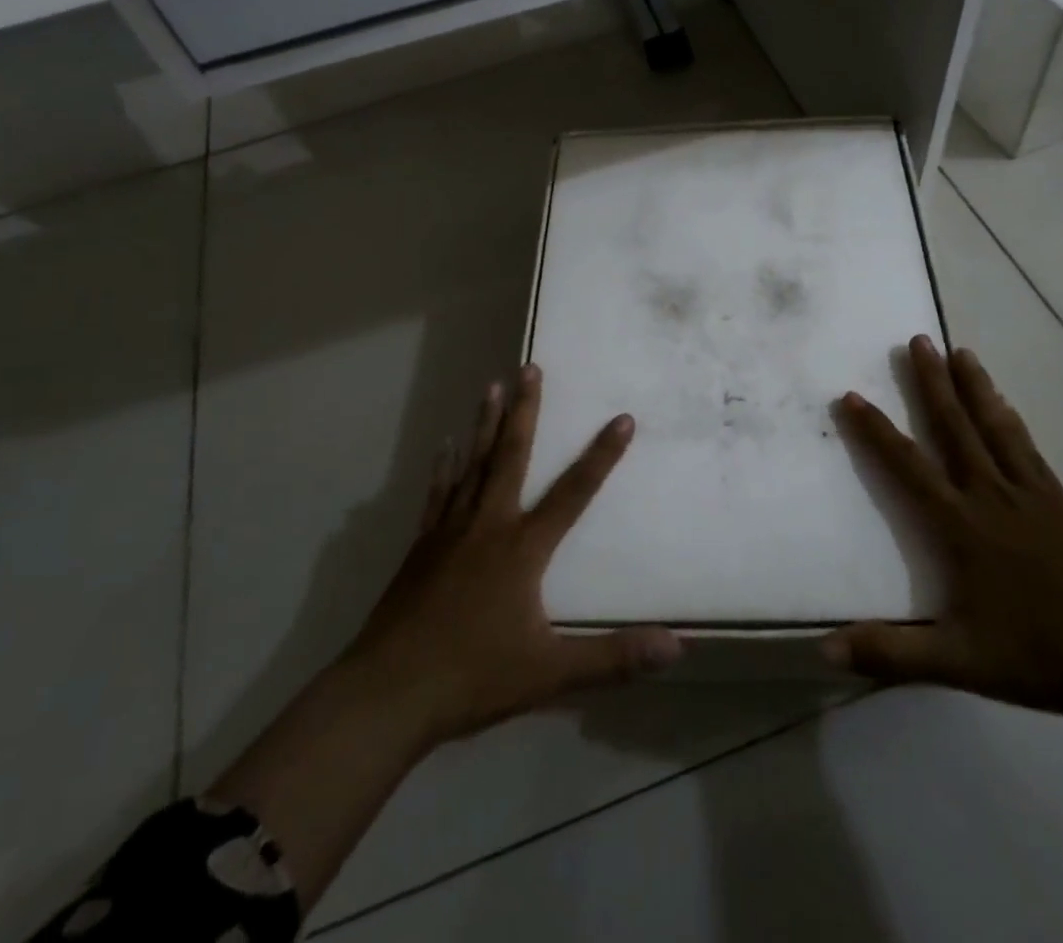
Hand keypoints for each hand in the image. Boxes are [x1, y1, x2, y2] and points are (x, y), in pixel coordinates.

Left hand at [344, 364, 681, 742]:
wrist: (387, 694)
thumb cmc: (473, 677)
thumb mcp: (550, 673)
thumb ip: (613, 658)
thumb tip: (675, 647)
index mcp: (522, 548)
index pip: (574, 493)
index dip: (602, 456)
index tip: (623, 418)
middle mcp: (488, 525)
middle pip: (511, 456)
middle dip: (525, 410)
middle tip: (530, 368)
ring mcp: (450, 531)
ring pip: (473, 464)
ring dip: (485, 424)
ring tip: (492, 386)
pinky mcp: (422, 546)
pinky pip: (439, 493)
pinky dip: (446, 466)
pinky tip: (445, 445)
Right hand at [823, 336, 1062, 713]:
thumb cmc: (1043, 652)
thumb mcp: (961, 662)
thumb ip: (893, 654)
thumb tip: (824, 650)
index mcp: (960, 525)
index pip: (907, 466)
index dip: (876, 430)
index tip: (852, 395)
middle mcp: (989, 494)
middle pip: (953, 427)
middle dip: (930, 382)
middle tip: (916, 339)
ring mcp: (1029, 491)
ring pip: (992, 425)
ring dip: (972, 385)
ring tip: (959, 349)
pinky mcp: (1060, 498)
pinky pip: (1025, 445)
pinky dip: (1008, 416)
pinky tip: (1004, 403)